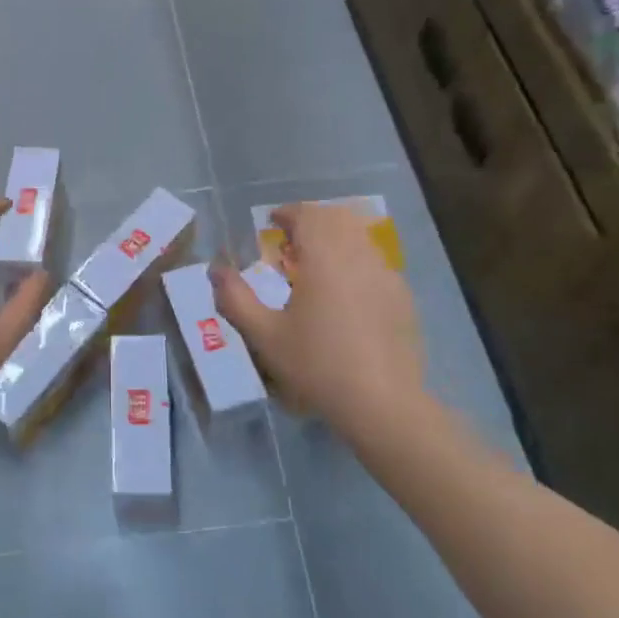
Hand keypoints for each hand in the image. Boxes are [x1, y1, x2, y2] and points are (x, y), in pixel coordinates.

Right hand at [213, 202, 430, 440]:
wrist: (381, 404)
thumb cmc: (316, 365)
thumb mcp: (264, 335)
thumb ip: (235, 298)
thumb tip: (216, 269)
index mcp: (324, 258)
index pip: (308, 215)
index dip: (287, 213)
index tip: (271, 224)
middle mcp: (359, 256)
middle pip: (337, 218)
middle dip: (312, 220)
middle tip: (290, 241)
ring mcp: (386, 275)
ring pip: (360, 237)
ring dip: (335, 239)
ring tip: (315, 266)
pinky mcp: (402, 297)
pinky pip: (375, 263)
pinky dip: (355, 261)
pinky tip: (344, 294)